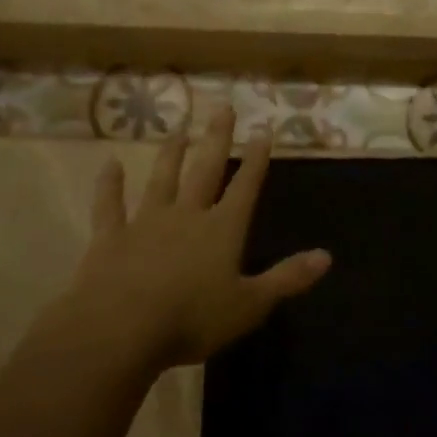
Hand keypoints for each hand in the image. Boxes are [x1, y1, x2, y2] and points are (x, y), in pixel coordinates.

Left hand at [62, 106, 330, 369]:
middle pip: (205, 170)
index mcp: (222, 230)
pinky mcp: (111, 238)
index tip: (263, 129)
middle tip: (222, 107)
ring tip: (179, 131)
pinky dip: (109, 185)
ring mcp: (146, 223)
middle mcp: (187, 216)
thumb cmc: (192, 319)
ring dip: (171, 155)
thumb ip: (287, 278)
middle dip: (216, 139)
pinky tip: (109, 165)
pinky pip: (110, 206)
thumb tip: (327, 256)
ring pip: (162, 180)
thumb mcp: (250, 304)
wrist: (120, 329)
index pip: (245, 187)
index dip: (256, 159)